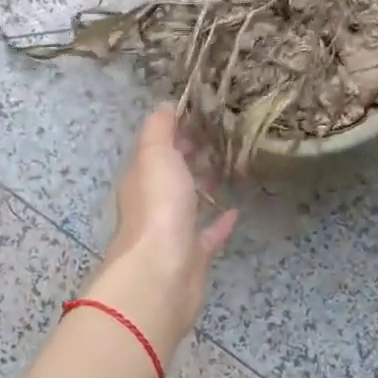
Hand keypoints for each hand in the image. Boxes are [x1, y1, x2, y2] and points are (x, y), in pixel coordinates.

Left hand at [81, 106, 237, 357]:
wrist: (161, 272)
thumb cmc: (158, 207)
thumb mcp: (155, 155)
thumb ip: (159, 129)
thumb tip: (167, 105)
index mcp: (141, 176)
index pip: (157, 145)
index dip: (177, 126)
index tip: (205, 110)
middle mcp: (153, 201)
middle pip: (172, 171)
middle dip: (191, 152)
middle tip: (223, 134)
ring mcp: (172, 230)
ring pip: (189, 201)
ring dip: (204, 185)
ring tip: (231, 166)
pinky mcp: (192, 255)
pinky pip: (208, 234)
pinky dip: (220, 222)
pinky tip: (236, 211)